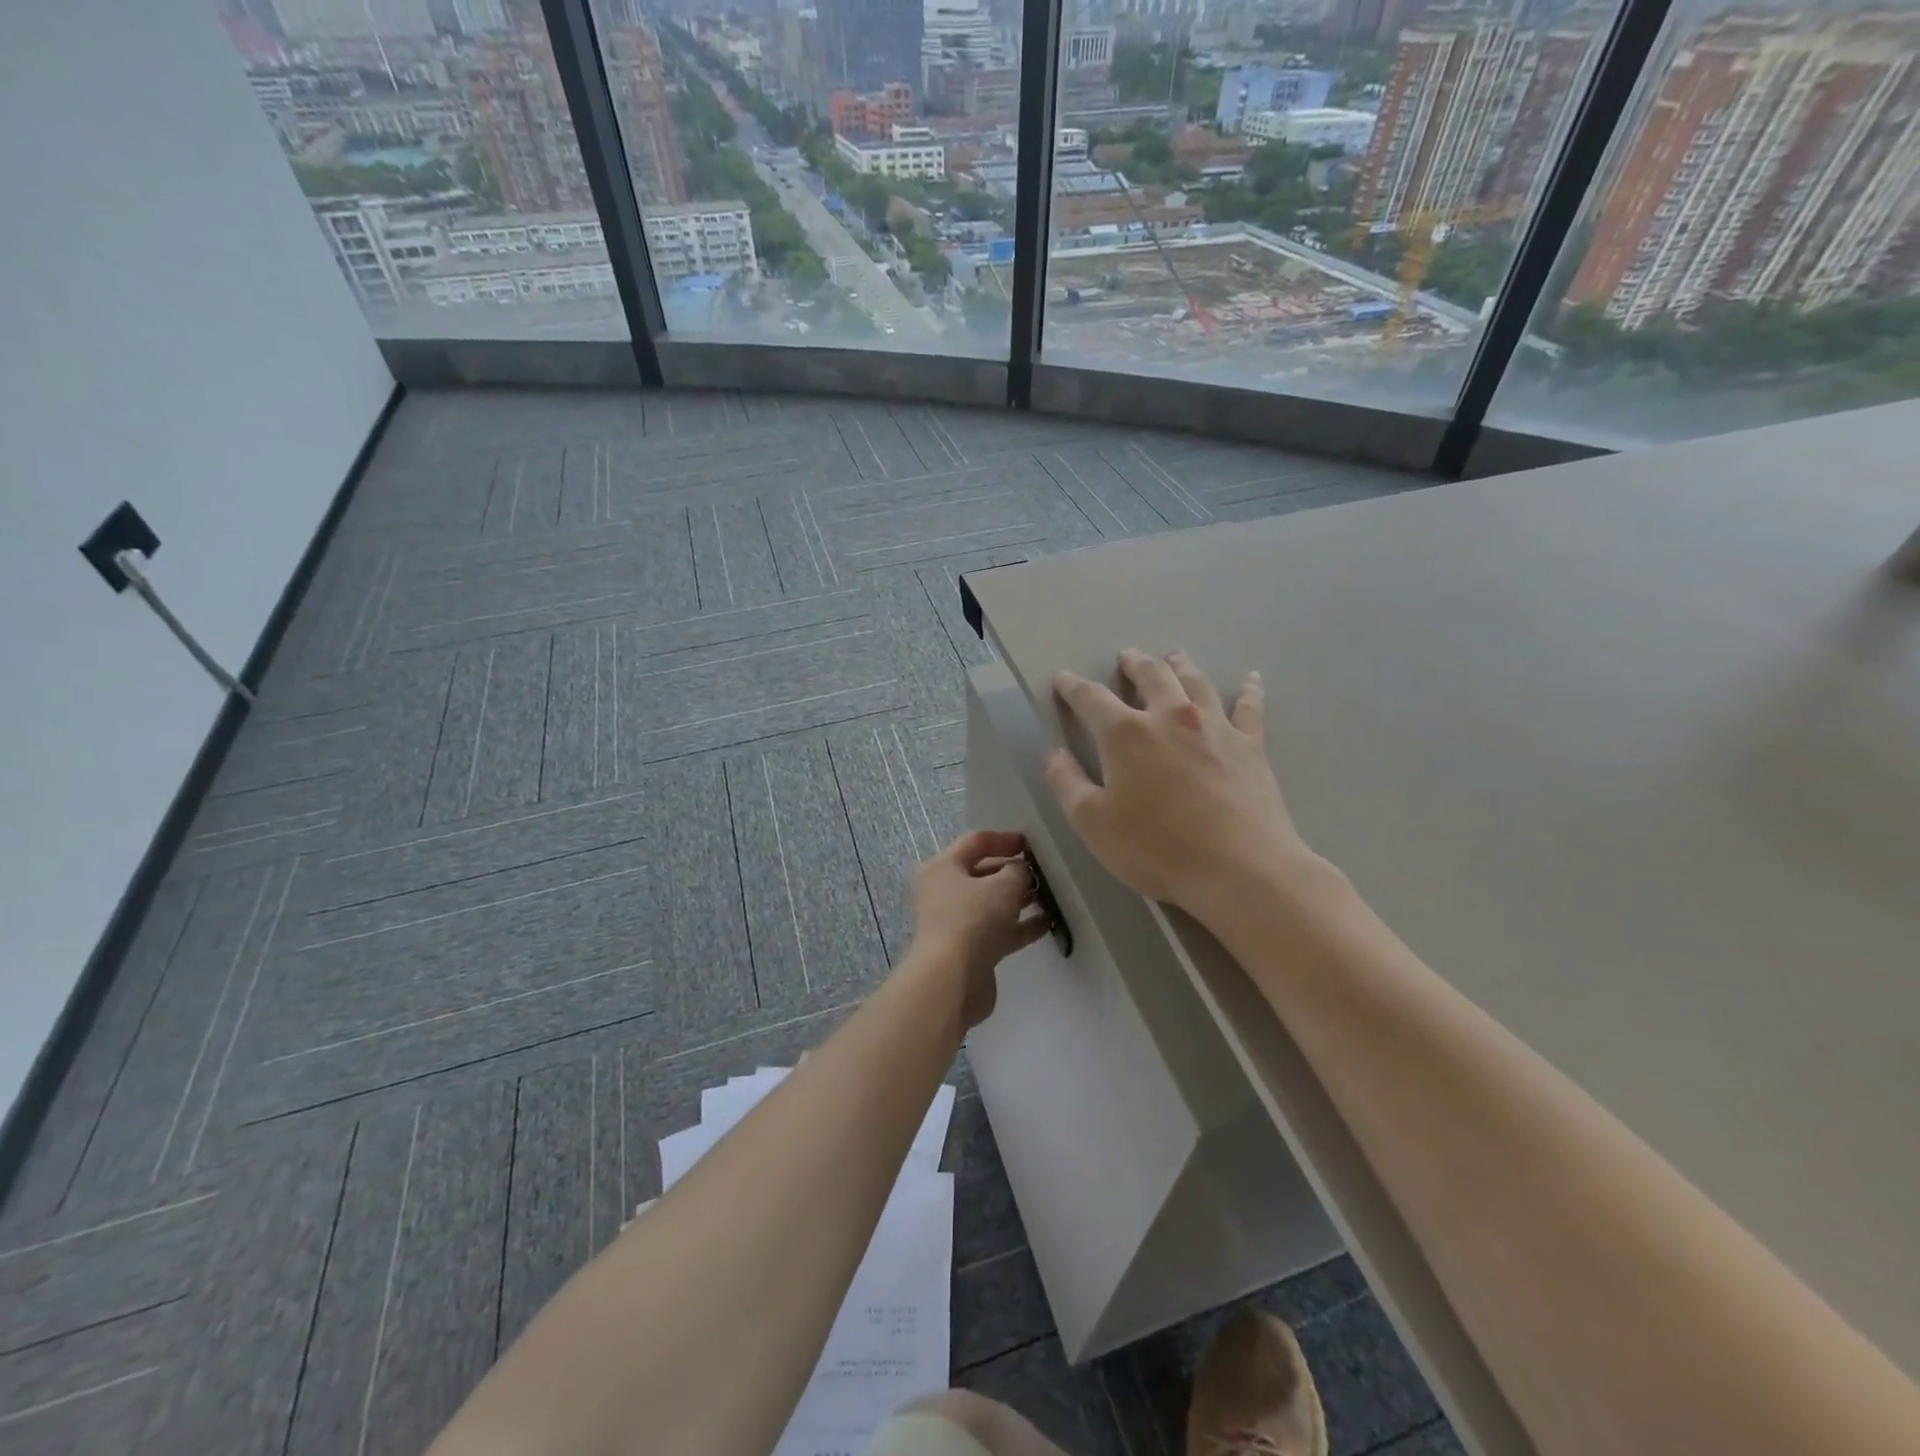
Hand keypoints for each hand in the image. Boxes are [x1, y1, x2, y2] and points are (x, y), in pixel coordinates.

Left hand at [908, 829, 1050, 1028]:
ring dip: (1019, 899)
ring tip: (1050, 896)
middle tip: (1044, 873)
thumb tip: (1021, 871)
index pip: (976, 842)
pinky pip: (999, 930)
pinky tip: (1047, 923)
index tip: (1032, 844)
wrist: (951, 980)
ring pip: (992, 904)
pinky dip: (1020, 926)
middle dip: (1014, 871)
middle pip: (983, 873)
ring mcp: (957, 922)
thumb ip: (1018, 871)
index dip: (1005, 839)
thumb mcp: (1002, 886)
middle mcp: (945, 892)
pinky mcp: (970, 949)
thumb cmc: (972, 919)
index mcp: (944, 867)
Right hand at [1043, 650, 1321, 919]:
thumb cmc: (1156, 848)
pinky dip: (1248, 689)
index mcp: (1126, 734)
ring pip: (1195, 682)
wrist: (1238, 869)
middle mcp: (1170, 717)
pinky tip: (1250, 678)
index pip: (1092, 699)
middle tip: (1127, 657)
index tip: (1063, 678)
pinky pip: (1249, 707)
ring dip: (1181, 666)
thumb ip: (1067, 783)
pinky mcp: (1250, 745)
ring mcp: (1215, 727)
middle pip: (1151, 676)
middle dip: (1134, 664)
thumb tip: (1053, 754)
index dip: (1073, 687)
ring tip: (1174, 657)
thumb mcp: (1093, 823)